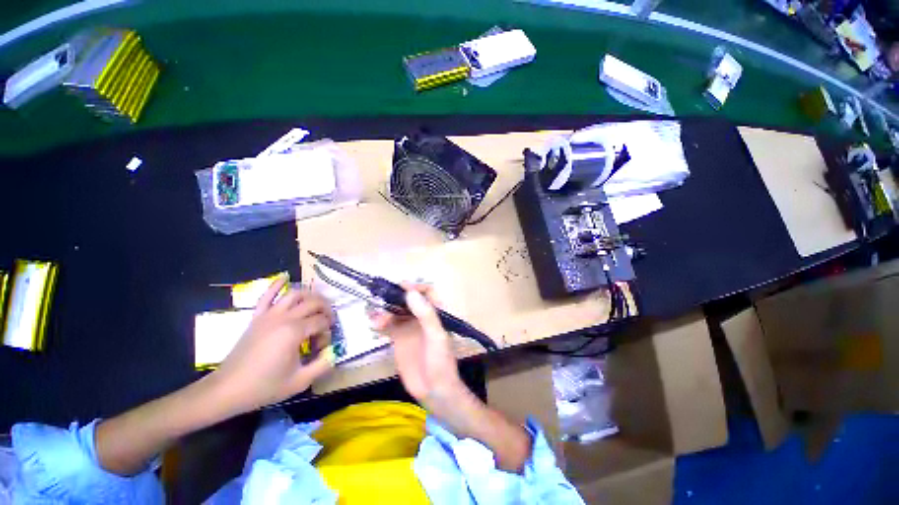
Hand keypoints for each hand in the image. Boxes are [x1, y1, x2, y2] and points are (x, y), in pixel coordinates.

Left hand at [211, 278, 334, 413]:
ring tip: (317, 305)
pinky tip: (285, 278)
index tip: (323, 346)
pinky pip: (267, 295)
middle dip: (326, 309)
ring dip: (310, 296)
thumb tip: (335, 353)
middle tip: (328, 322)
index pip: (322, 322)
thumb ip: (323, 365)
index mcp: (295, 331)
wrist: (227, 389)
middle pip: (314, 302)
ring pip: (295, 294)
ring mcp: (269, 315)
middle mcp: (284, 317)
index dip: (328, 332)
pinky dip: (277, 284)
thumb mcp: (300, 381)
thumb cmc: (264, 386)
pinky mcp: (257, 317)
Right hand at [370, 284, 466, 410]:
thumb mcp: (436, 336)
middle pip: (408, 300)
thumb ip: (425, 314)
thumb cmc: (440, 362)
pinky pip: (388, 325)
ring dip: (385, 309)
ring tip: (374, 313)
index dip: (415, 287)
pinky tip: (373, 324)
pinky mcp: (398, 339)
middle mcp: (422, 317)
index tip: (400, 287)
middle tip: (380, 296)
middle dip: (395, 297)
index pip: (426, 292)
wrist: (434, 391)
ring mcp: (409, 327)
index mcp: (436, 313)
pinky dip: (380, 322)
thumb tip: (410, 293)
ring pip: (396, 311)